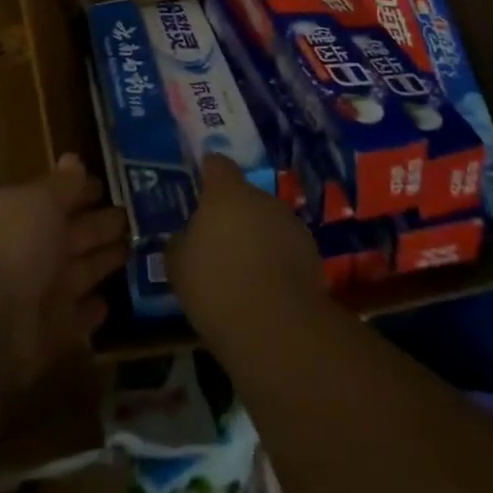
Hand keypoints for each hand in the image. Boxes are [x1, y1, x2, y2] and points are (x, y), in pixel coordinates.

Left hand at [0, 154, 127, 388]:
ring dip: (103, 262)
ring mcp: (41, 293)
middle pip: (73, 235)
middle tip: (134, 217)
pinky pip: (78, 317)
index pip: (58, 198)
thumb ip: (62, 184)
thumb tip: (74, 159)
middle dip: (100, 225)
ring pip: (80, 273)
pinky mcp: (53, 333)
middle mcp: (31, 251)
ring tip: (134, 251)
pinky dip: (92, 310)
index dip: (82, 191)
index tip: (110, 186)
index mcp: (22, 213)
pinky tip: (111, 301)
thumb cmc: (13, 244)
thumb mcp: (40, 201)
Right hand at [168, 154, 324, 346]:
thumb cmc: (216, 284)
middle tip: (218, 240)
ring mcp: (293, 226)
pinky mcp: (313, 256)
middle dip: (234, 213)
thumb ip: (181, 241)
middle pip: (245, 196)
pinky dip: (277, 260)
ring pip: (269, 222)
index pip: (217, 165)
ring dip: (258, 236)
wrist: (276, 327)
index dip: (208, 172)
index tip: (200, 185)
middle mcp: (263, 199)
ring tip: (243, 268)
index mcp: (227, 193)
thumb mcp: (178, 264)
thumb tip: (187, 236)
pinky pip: (287, 249)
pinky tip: (265, 288)